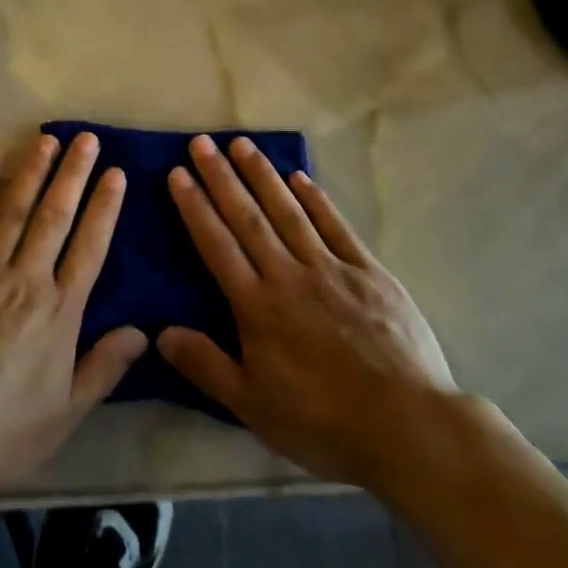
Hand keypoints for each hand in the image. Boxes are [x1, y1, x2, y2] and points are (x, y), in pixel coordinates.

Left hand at [0, 131, 147, 486]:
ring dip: (31, 172)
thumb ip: (104, 367)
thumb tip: (143, 332)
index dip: (104, 207)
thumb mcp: (66, 412)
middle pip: (54, 216)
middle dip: (73, 174)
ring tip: (46, 139)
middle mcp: (25, 278)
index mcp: (58, 310)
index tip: (115, 172)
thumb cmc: (2, 429)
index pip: (89, 247)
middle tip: (86, 138)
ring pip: (12, 210)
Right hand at [157, 135, 458, 489]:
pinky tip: (299, 177)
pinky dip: (316, 199)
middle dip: (221, 177)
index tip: (178, 173)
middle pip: (248, 217)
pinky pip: (335, 226)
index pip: (217, 245)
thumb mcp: (253, 407)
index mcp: (257, 306)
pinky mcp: (368, 271)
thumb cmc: (323, 421)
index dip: (195, 207)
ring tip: (241, 143)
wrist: (407, 425)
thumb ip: (206, 366)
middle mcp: (288, 275)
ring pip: (288, 211)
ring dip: (262, 175)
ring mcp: (331, 268)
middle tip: (201, 142)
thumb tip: (160, 332)